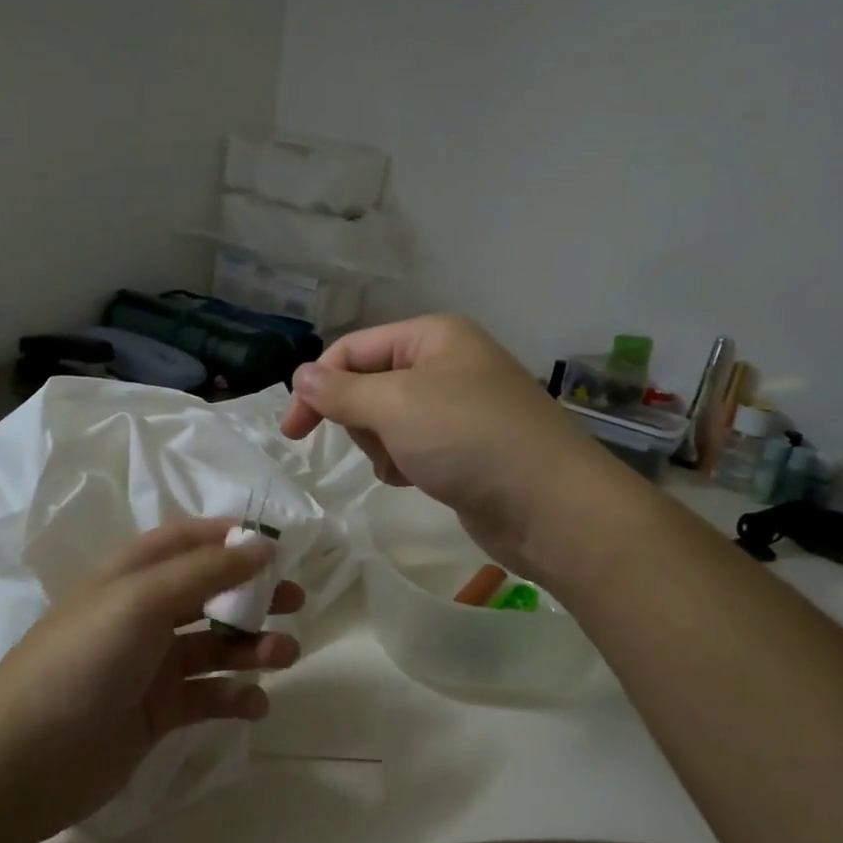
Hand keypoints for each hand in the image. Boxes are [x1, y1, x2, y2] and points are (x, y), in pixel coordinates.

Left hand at [0, 518, 302, 842]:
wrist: (22, 762)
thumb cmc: (83, 659)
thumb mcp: (143, 600)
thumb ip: (206, 572)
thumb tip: (262, 544)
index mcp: (132, 574)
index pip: (187, 540)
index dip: (230, 538)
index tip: (276, 546)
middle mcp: (143, 612)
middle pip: (209, 591)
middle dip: (253, 593)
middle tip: (296, 601)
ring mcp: (150, 664)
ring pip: (215, 645)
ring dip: (252, 646)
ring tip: (285, 655)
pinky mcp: (157, 712)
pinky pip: (207, 696)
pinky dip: (235, 696)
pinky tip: (255, 703)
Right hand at [282, 315, 619, 576]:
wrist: (550, 506)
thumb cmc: (468, 439)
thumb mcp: (395, 405)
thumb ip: (340, 391)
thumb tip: (300, 375)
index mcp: (433, 336)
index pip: (353, 349)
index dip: (317, 385)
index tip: (292, 432)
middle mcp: (446, 364)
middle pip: (369, 384)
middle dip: (361, 419)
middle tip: (379, 442)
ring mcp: (458, 408)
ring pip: (387, 420)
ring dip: (382, 445)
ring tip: (405, 464)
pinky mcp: (464, 448)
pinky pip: (411, 447)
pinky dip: (404, 463)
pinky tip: (416, 480)